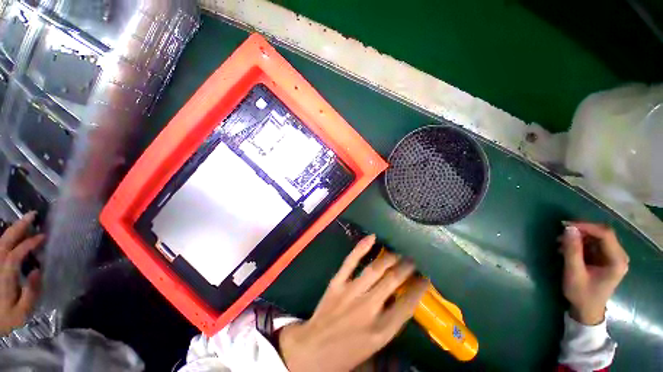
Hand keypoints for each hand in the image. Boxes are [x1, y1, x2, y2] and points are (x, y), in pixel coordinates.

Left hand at [0, 212, 43, 335]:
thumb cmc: (6, 318)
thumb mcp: (21, 313)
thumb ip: (31, 294)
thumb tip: (38, 271)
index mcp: (5, 276)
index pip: (15, 254)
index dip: (29, 243)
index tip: (43, 237)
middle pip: (5, 242)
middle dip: (19, 227)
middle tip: (33, 215)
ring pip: (1, 242)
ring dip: (13, 230)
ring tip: (27, 221)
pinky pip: (0, 247)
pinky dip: (7, 238)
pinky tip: (14, 235)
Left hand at [278, 235, 427, 371]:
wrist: (311, 351)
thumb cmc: (344, 355)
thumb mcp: (373, 349)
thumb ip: (388, 326)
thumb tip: (399, 305)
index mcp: (381, 330)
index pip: (407, 305)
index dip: (419, 288)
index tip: (425, 277)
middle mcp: (369, 308)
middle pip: (393, 281)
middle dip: (406, 268)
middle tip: (413, 259)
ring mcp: (351, 292)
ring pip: (375, 269)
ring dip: (389, 258)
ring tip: (398, 252)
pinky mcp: (337, 283)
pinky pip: (350, 261)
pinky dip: (361, 248)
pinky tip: (372, 238)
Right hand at [560, 222, 628, 324]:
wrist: (587, 310)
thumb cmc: (582, 294)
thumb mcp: (574, 273)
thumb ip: (572, 251)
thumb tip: (568, 228)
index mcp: (616, 261)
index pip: (605, 234)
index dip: (586, 226)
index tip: (565, 225)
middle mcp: (619, 256)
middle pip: (602, 233)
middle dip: (581, 230)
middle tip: (561, 232)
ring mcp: (613, 257)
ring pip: (597, 237)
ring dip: (579, 237)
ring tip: (561, 242)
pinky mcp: (605, 258)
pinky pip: (593, 243)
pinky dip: (580, 242)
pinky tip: (567, 248)